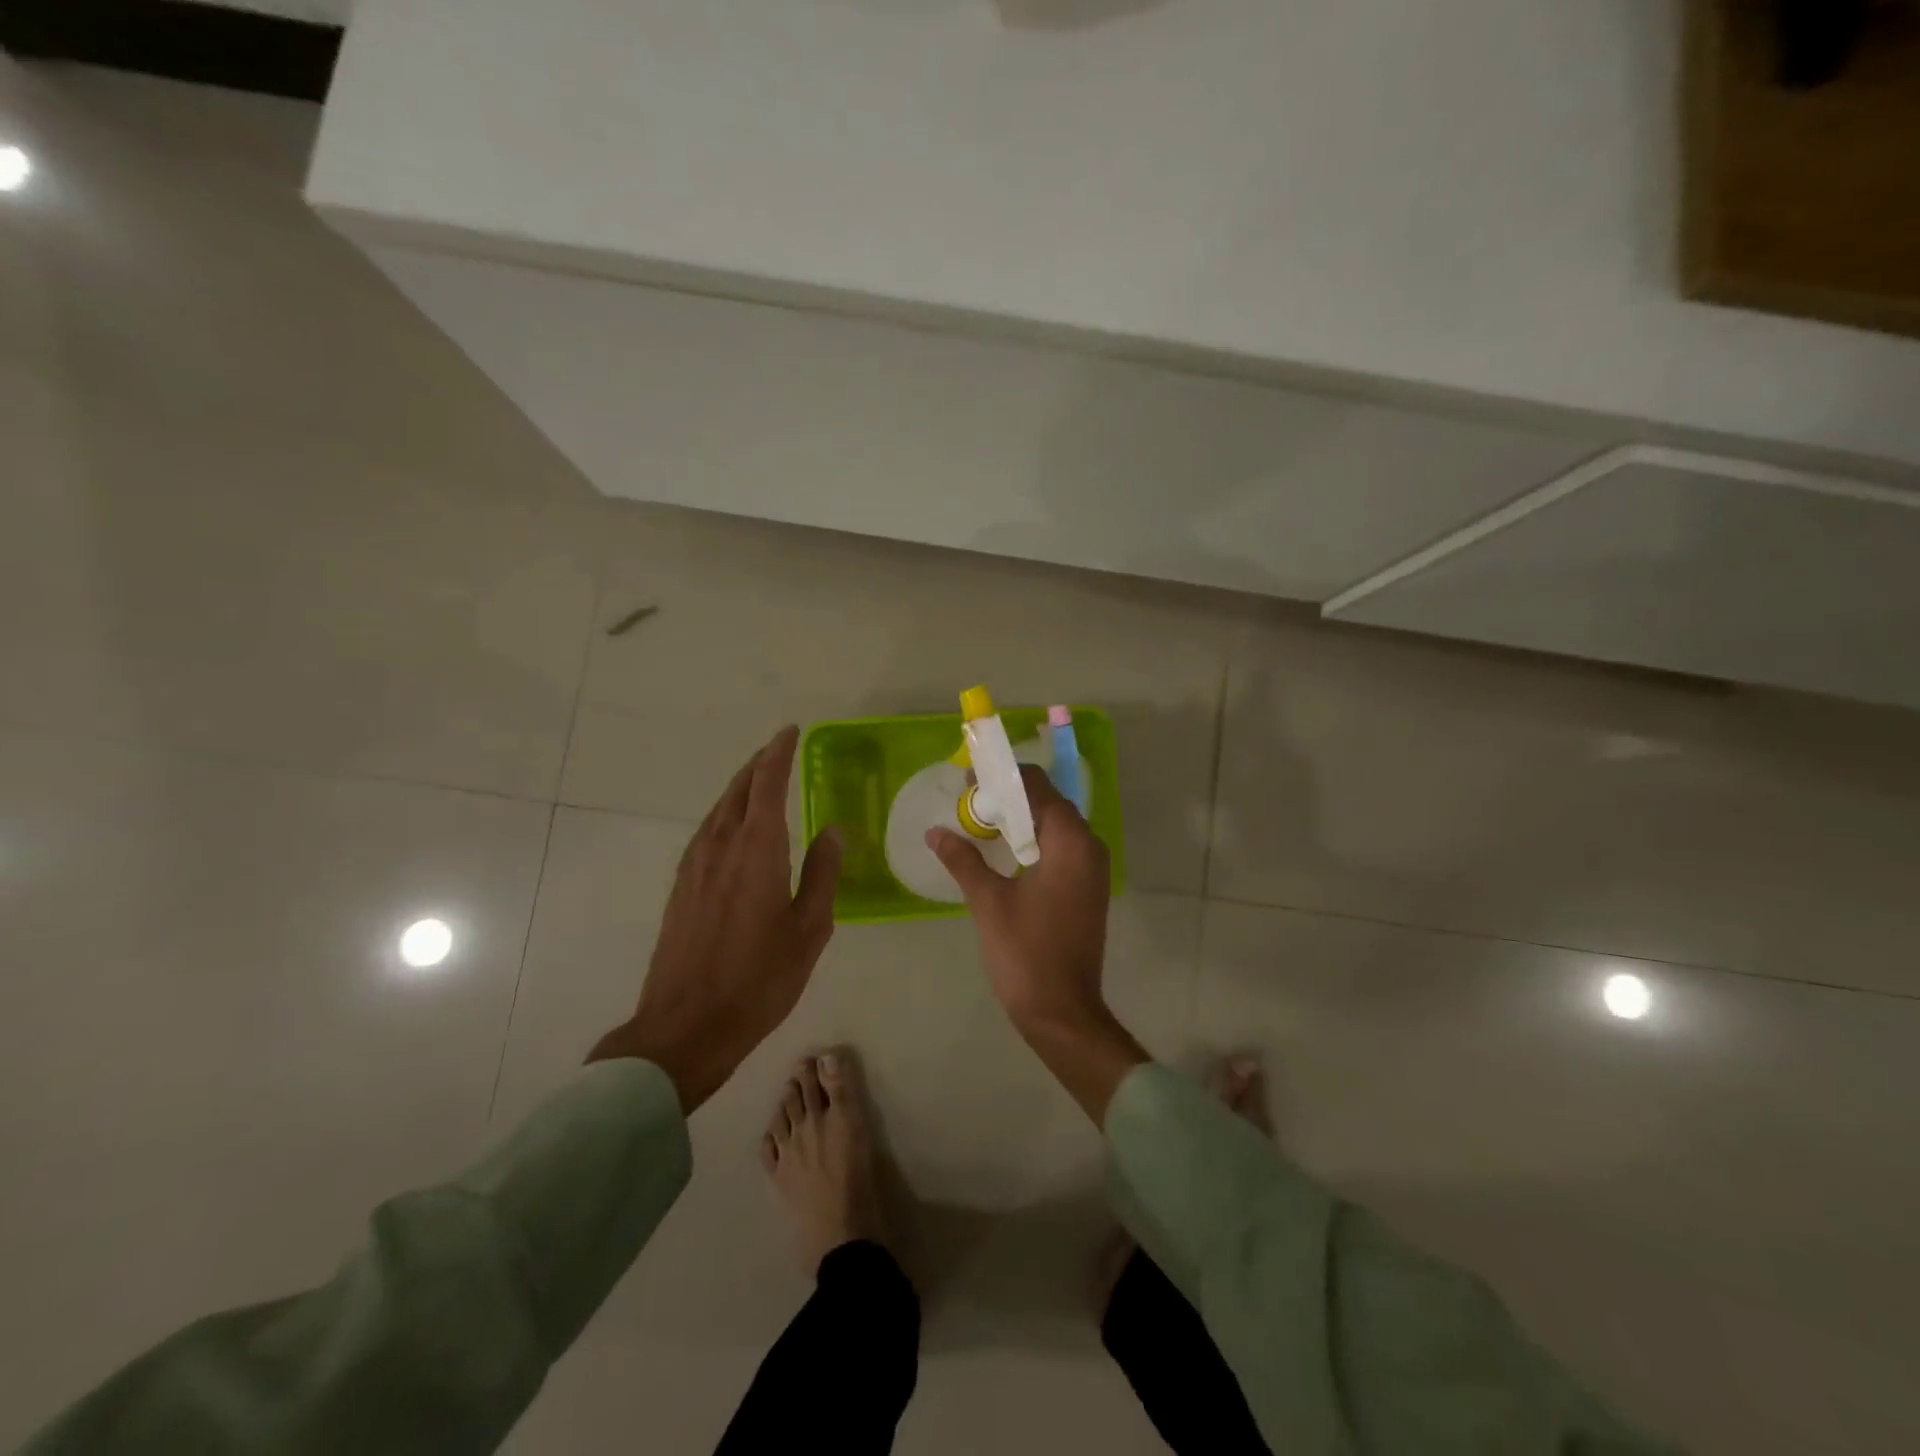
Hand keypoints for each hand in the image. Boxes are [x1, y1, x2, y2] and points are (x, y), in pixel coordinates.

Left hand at [588, 726, 841, 1111]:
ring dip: (741, 787)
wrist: (686, 1025)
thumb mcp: (810, 929)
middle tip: (780, 749)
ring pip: (719, 809)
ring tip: (761, 780)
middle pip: (739, 789)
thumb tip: (832, 829)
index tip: (791, 732)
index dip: (779, 754)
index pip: (768, 784)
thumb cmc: (759, 979)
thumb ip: (822, 873)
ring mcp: (695, 865)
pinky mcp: (681, 886)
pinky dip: (726, 813)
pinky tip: (734, 826)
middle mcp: (721, 846)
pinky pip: (706, 831)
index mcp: (757, 850)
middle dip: (759, 764)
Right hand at [928, 764, 1146, 1123]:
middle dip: (1011, 797)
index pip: (1038, 788)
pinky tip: (1005, 851)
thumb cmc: (1025, 953)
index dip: (1004, 778)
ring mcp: (1092, 870)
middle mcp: (1089, 847)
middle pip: (1049, 803)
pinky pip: (1061, 848)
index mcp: (1070, 842)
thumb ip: (963, 859)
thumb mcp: (988, 901)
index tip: (970, 779)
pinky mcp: (1088, 888)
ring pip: (1056, 826)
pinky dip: (1034, 841)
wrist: (1063, 1011)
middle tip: (971, 800)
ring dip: (1022, 819)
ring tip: (981, 821)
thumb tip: (935, 832)